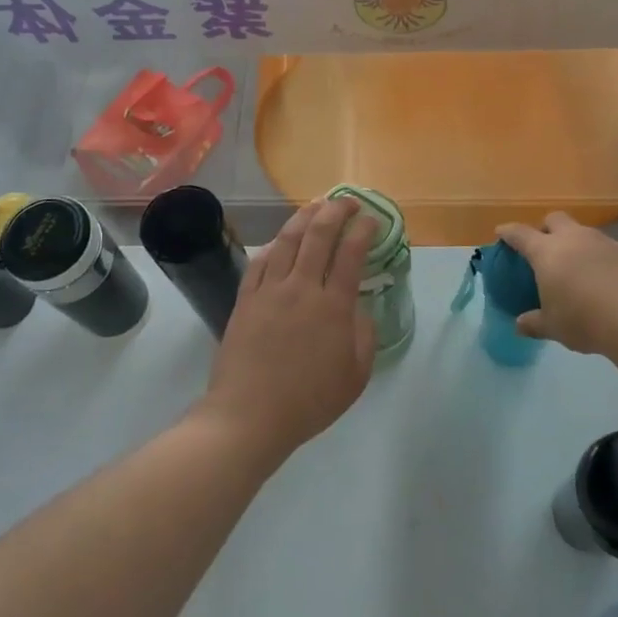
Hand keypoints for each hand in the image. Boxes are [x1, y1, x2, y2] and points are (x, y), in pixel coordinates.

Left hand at [198, 197, 376, 460]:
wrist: (250, 415)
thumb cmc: (309, 401)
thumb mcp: (356, 376)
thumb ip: (364, 336)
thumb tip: (359, 308)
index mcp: (332, 306)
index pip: (351, 253)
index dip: (363, 230)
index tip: (372, 219)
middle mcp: (301, 288)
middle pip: (319, 235)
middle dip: (336, 211)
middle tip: (348, 201)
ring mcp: (269, 290)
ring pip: (287, 240)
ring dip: (304, 217)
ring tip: (316, 205)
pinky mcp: (246, 299)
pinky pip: (260, 261)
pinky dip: (274, 244)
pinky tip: (281, 239)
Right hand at [495, 212, 617, 372]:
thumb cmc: (586, 321)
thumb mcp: (553, 326)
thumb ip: (534, 323)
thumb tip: (519, 324)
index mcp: (547, 252)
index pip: (520, 234)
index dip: (508, 232)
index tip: (501, 233)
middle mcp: (574, 239)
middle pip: (554, 219)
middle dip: (545, 228)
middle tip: (543, 248)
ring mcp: (603, 242)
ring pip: (582, 232)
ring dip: (574, 242)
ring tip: (575, 267)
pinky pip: (605, 247)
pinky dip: (597, 257)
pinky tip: (602, 279)